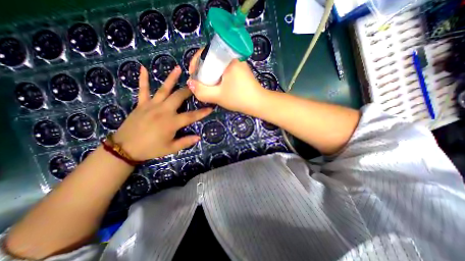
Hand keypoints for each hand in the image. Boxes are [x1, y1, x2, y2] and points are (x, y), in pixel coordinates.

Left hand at [112, 65, 211, 161]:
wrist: (125, 148)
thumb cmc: (151, 149)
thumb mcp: (170, 148)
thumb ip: (185, 142)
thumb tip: (199, 137)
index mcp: (171, 122)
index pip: (191, 116)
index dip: (202, 112)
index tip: (211, 108)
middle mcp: (163, 111)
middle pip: (178, 97)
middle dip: (189, 91)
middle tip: (196, 85)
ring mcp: (151, 105)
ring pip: (164, 89)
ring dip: (171, 78)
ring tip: (178, 69)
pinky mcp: (141, 104)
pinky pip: (143, 90)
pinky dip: (143, 79)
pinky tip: (143, 68)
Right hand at [185, 48, 264, 112]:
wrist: (258, 104)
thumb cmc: (239, 98)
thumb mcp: (218, 96)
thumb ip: (202, 91)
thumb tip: (190, 83)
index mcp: (228, 59)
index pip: (206, 52)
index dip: (196, 62)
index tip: (193, 75)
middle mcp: (234, 58)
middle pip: (212, 59)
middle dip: (203, 70)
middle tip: (200, 83)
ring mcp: (238, 64)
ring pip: (218, 66)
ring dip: (210, 74)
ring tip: (207, 86)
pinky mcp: (241, 71)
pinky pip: (224, 70)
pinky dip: (218, 77)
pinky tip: (217, 86)